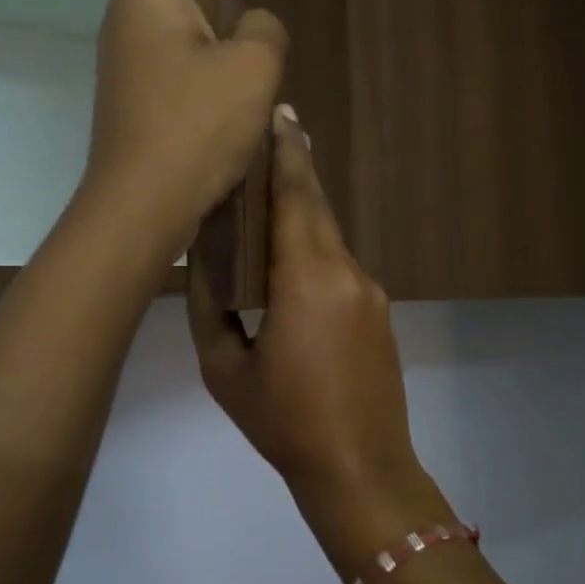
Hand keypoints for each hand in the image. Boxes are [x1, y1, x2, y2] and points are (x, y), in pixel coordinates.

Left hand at [84, 0, 286, 258]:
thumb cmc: (193, 128)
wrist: (141, 208)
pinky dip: (205, 47)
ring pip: (174, 13)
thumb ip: (264, 29)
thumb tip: (253, 25)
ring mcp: (129, 60)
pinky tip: (237, 63)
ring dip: (209, 4)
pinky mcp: (139, 97)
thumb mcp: (251, 69)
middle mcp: (129, 17)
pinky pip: (177, 54)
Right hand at [189, 106, 420, 490]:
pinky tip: (291, 262)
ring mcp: (370, 291)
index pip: (296, 197)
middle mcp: (346, 272)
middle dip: (294, 172)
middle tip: (271, 139)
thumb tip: (205, 263)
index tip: (280, 114)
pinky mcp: (379, 312)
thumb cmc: (284, 422)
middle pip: (316, 208)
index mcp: (307, 278)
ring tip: (268, 198)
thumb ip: (211, 307)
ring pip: (329, 237)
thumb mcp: (226, 368)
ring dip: (301, 214)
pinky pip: (340, 265)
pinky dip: (314, 249)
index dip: (287, 153)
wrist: (361, 469)